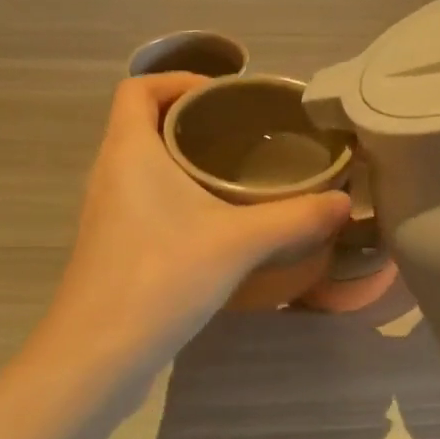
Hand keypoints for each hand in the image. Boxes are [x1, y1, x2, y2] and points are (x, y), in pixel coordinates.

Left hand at [31, 74, 351, 375]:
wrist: (95, 359)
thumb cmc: (160, 279)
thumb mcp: (239, 242)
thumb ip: (296, 218)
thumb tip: (344, 201)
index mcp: (129, 152)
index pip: (138, 88)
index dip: (178, 79)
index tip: (225, 97)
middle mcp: (110, 172)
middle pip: (145, 121)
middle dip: (194, 117)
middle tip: (245, 131)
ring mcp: (108, 211)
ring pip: (144, 161)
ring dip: (186, 155)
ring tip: (238, 169)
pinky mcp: (114, 244)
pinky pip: (145, 195)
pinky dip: (178, 190)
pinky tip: (217, 218)